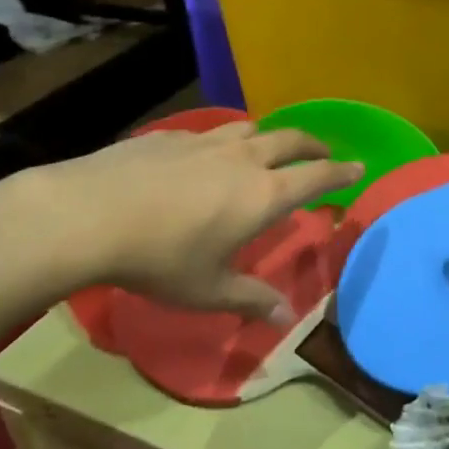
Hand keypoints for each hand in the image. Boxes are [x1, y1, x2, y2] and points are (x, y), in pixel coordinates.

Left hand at [8, 122, 361, 319]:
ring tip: (269, 146)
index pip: (315, 178)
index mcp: (261, 195)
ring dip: (270, 136)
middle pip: (289, 140)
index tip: (359, 166)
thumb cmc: (158, 258)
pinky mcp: (170, 136)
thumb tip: (287, 319)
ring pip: (250, 129)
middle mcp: (242, 159)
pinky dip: (224, 140)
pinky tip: (206, 154)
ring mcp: (205, 142)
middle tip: (323, 152)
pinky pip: (210, 133)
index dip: (340, 173)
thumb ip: (251, 300)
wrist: (89, 213)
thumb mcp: (207, 289)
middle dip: (312, 145)